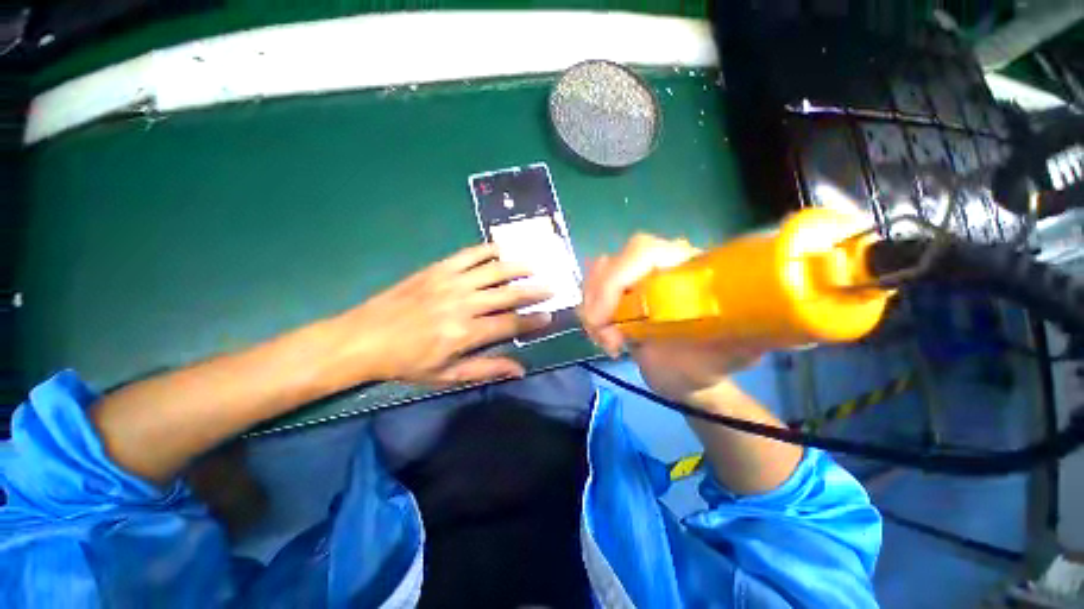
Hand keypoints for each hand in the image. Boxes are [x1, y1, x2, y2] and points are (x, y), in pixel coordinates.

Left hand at [330, 244, 551, 386]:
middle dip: (534, 291)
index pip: (510, 324)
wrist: (364, 338)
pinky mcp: (437, 269)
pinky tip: (500, 249)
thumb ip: (486, 369)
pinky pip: (468, 255)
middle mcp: (463, 304)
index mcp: (466, 333)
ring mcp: (450, 282)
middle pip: (508, 294)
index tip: (549, 316)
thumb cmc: (406, 362)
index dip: (533, 320)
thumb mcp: (446, 375)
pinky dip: (487, 250)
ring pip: (493, 271)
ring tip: (533, 266)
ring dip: (517, 267)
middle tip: (551, 286)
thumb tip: (520, 370)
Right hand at [580, 234, 760, 405]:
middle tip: (609, 342)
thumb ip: (743, 335)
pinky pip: (590, 289)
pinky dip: (588, 311)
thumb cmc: (708, 365)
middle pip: (611, 262)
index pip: (642, 251)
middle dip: (598, 302)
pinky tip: (602, 333)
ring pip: (595, 275)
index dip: (615, 281)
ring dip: (591, 310)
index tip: (605, 325)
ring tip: (609, 342)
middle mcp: (659, 264)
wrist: (685, 375)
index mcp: (688, 268)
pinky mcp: (618, 292)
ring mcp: (634, 277)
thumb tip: (760, 317)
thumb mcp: (728, 354)